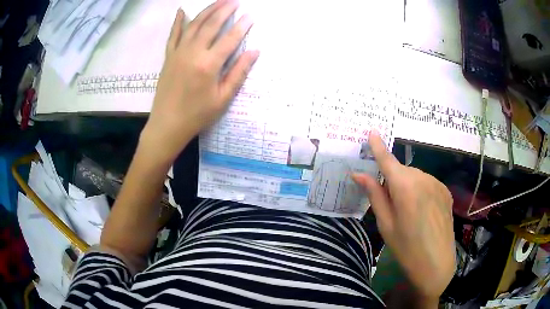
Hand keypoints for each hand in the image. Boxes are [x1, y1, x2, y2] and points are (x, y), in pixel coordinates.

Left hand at [143, 0, 258, 159]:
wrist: (167, 125)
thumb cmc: (197, 115)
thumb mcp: (223, 98)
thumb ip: (238, 72)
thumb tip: (254, 51)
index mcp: (209, 65)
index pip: (230, 38)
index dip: (242, 26)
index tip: (251, 15)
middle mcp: (193, 53)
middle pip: (211, 25)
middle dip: (225, 10)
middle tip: (235, 1)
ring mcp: (178, 52)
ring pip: (194, 25)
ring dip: (208, 10)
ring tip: (219, 1)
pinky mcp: (168, 56)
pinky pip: (173, 34)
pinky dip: (178, 21)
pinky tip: (182, 10)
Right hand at [352, 131, 454, 302]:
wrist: (436, 264)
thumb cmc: (406, 248)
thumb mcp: (386, 224)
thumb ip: (375, 195)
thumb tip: (359, 174)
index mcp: (405, 186)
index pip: (387, 160)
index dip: (378, 146)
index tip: (372, 131)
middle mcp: (423, 178)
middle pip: (402, 171)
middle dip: (393, 180)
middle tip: (391, 205)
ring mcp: (437, 183)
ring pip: (415, 177)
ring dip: (408, 186)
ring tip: (410, 213)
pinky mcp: (445, 191)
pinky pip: (427, 183)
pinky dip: (421, 191)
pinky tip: (423, 212)